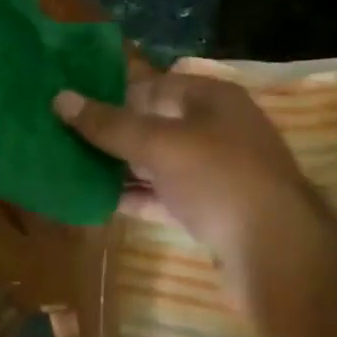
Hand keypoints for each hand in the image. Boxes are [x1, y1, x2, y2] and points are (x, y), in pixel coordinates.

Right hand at [53, 71, 318, 278]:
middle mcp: (217, 130)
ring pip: (159, 163)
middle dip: (113, 133)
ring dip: (120, 168)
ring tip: (71, 169)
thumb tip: (60, 98)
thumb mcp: (160, 144)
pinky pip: (165, 197)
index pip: (155, 85)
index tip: (72, 106)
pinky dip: (137, 198)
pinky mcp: (211, 211)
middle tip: (63, 138)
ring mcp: (216, 173)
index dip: (114, 93)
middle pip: (156, 124)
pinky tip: (98, 203)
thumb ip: (110, 125)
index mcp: (212, 99)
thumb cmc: (219, 178)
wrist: (276, 250)